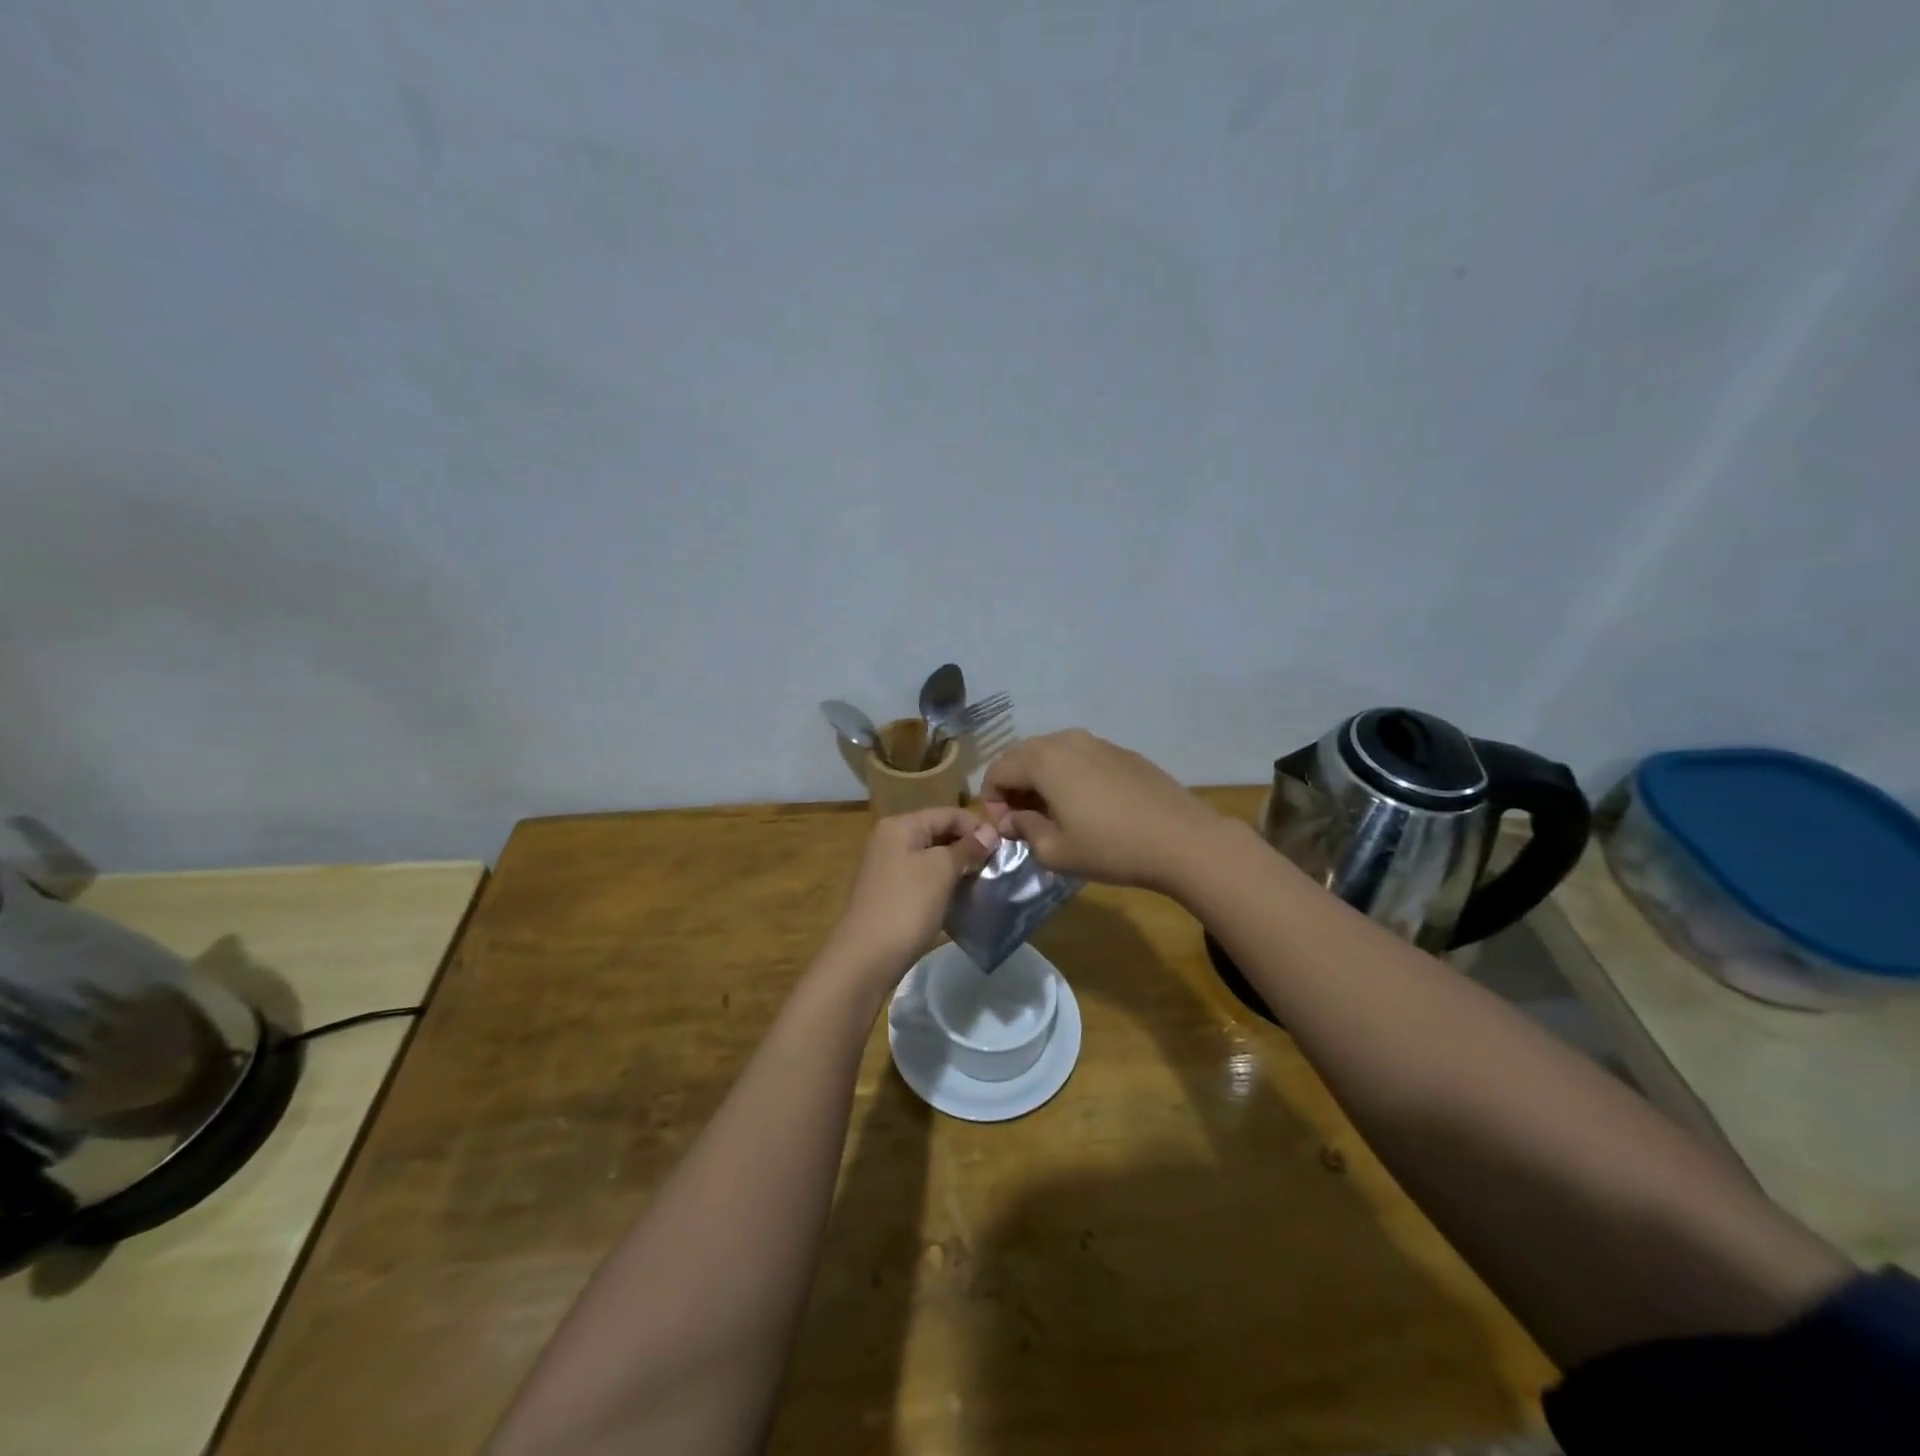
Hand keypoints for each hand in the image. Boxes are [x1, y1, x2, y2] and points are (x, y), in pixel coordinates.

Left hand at [823, 807, 999, 989]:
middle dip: (969, 846)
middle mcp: (890, 840)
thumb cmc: (906, 906)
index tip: (1005, 847)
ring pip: (932, 857)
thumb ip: (967, 848)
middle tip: (997, 866)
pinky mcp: (890, 892)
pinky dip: (943, 884)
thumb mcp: (941, 871)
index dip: (977, 826)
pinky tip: (961, 898)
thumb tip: (990, 832)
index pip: (948, 813)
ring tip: (983, 882)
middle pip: (939, 832)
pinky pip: (923, 878)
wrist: (865, 959)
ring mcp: (888, 867)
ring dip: (958, 867)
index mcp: (900, 826)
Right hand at [981, 729, 1224, 893]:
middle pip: (1021, 754)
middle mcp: (1066, 741)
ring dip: (1040, 778)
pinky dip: (1068, 775)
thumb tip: (1013, 820)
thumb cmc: (1111, 848)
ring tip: (1052, 813)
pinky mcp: (1122, 752)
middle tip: (1022, 820)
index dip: (991, 800)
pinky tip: (1086, 806)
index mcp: (1043, 760)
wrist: (1182, 840)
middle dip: (1013, 785)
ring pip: (1052, 753)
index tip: (1005, 830)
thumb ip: (1024, 831)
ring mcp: (1098, 742)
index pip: (997, 770)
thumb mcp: (1056, 852)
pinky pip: (1080, 757)